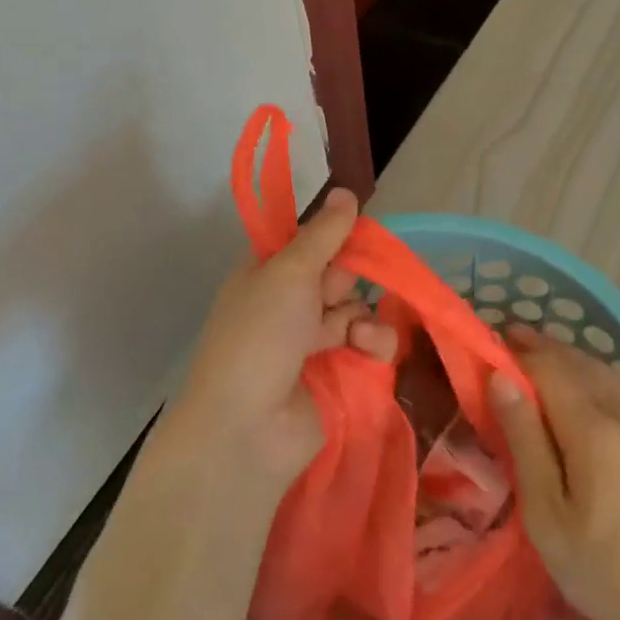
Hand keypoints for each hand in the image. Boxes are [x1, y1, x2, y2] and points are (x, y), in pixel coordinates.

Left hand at [174, 188, 395, 488]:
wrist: (246, 429)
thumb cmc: (259, 336)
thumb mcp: (289, 272)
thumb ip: (324, 233)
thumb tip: (346, 190)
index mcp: (268, 275)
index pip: (310, 244)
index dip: (333, 239)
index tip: (355, 235)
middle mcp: (290, 305)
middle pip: (339, 275)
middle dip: (348, 280)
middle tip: (335, 294)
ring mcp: (313, 342)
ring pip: (358, 309)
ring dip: (362, 316)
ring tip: (354, 334)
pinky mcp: (339, 374)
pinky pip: (369, 344)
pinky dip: (373, 344)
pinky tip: (365, 350)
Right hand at [490, 325, 619, 619]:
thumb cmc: (605, 569)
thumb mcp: (548, 514)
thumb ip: (524, 440)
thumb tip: (500, 378)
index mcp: (593, 428)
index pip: (548, 368)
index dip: (517, 353)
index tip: (489, 345)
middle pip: (576, 361)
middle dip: (540, 348)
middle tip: (507, 341)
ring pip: (601, 370)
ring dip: (566, 356)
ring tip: (537, 356)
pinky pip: (619, 387)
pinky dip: (592, 373)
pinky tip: (582, 383)